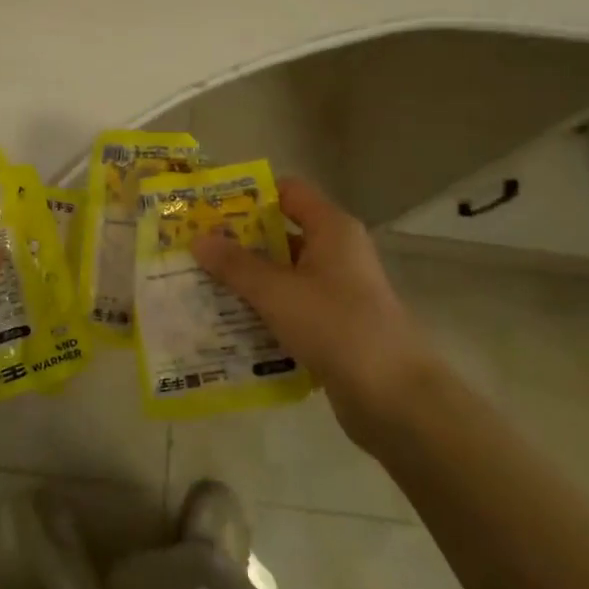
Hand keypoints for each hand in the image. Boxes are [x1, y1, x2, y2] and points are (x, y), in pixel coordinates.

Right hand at [191, 178, 440, 447]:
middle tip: (195, 250)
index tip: (210, 209)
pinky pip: (291, 307)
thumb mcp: (277, 292)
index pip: (288, 192)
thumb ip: (236, 265)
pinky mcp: (335, 325)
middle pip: (281, 234)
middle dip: (239, 243)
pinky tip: (229, 324)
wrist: (394, 397)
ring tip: (201, 287)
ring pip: (284, 275)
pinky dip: (264, 311)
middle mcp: (337, 252)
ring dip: (247, 281)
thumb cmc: (336, 326)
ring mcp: (338, 291)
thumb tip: (198, 238)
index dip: (250, 196)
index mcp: (331, 229)